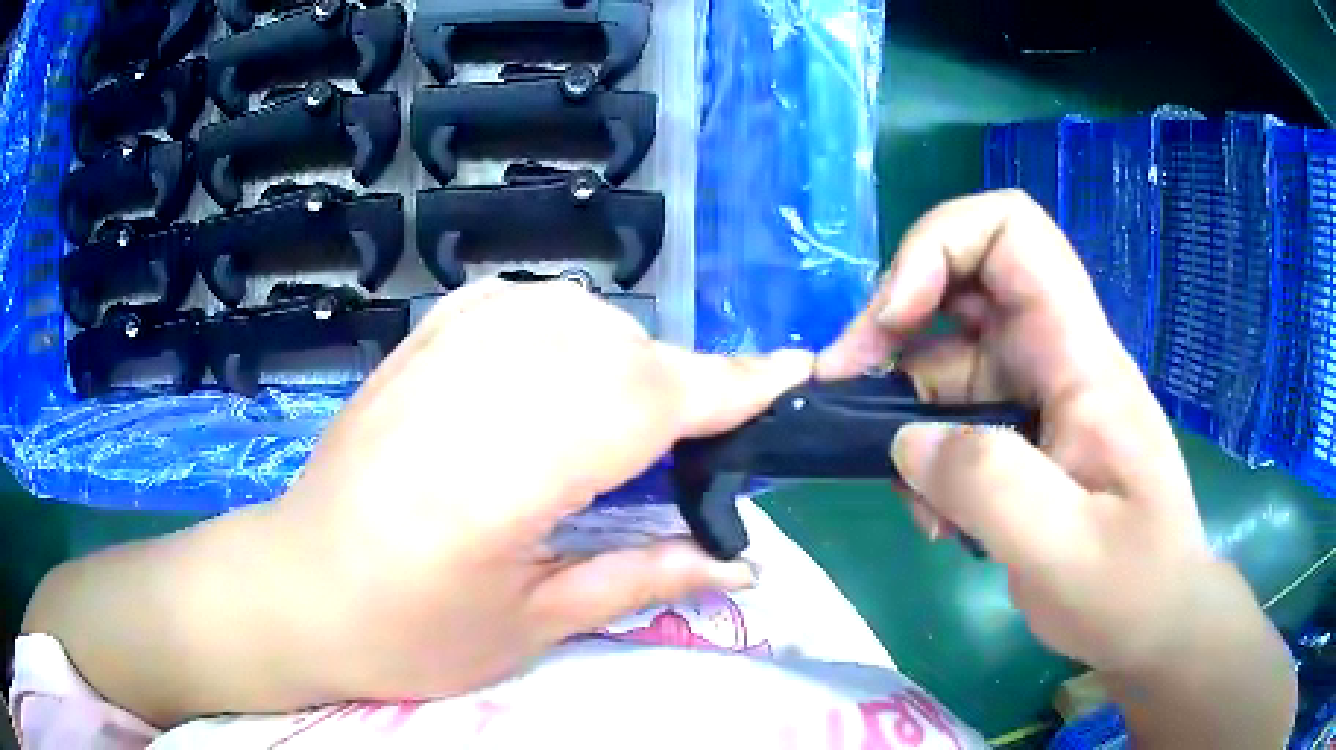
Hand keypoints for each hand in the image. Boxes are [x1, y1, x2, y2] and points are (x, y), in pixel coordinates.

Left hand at [24, 280, 814, 726]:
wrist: (296, 587)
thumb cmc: (407, 633)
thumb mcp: (531, 626)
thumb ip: (643, 575)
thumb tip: (744, 561)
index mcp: (501, 473)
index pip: (647, 400)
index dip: (731, 385)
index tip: (792, 372)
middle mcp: (473, 387)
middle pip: (621, 351)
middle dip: (684, 388)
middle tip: (702, 446)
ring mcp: (438, 349)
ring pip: (580, 316)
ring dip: (629, 360)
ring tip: (632, 425)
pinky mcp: (420, 337)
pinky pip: (526, 304)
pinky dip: (572, 328)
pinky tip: (567, 373)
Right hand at [818, 190, 1225, 675]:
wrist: (1154, 618)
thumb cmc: (1129, 585)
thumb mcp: (1063, 549)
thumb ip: (988, 486)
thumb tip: (909, 439)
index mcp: (1078, 355)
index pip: (1011, 232)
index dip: (939, 248)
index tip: (894, 321)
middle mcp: (1055, 355)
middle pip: (963, 282)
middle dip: (894, 322)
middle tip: (848, 385)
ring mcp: (1036, 395)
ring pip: (947, 356)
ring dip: (905, 408)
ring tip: (909, 492)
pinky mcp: (1021, 434)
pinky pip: (953, 414)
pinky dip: (926, 452)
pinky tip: (936, 515)